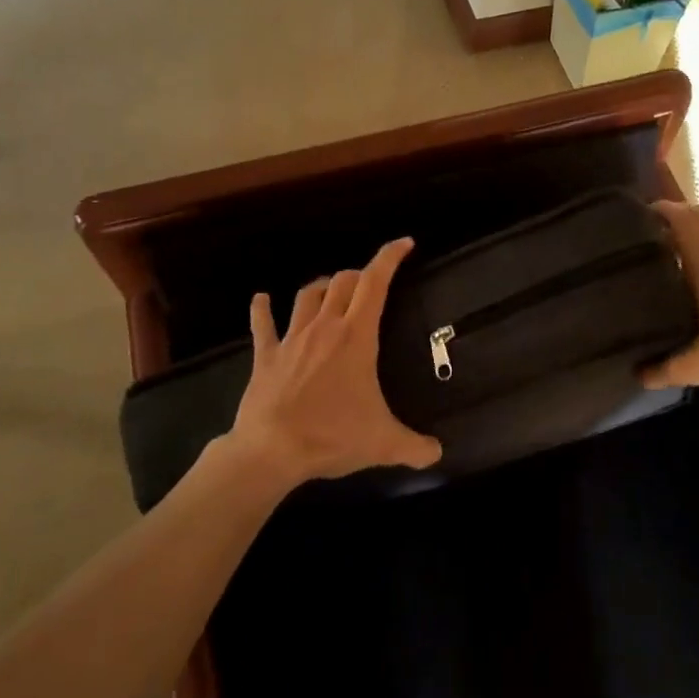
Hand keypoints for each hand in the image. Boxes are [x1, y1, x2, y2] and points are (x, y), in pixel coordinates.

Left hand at [226, 237, 442, 485]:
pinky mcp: (266, 355)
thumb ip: (415, 447)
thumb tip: (438, 454)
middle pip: (342, 282)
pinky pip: (263, 324)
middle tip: (370, 284)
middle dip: (359, 275)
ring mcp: (291, 339)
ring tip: (331, 290)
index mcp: (356, 337)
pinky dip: (262, 309)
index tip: (404, 243)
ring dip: (322, 287)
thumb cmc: (332, 436)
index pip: (375, 283)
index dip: (390, 258)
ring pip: (307, 296)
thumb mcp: (383, 443)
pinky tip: (261, 299)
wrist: (271, 449)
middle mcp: (324, 327)